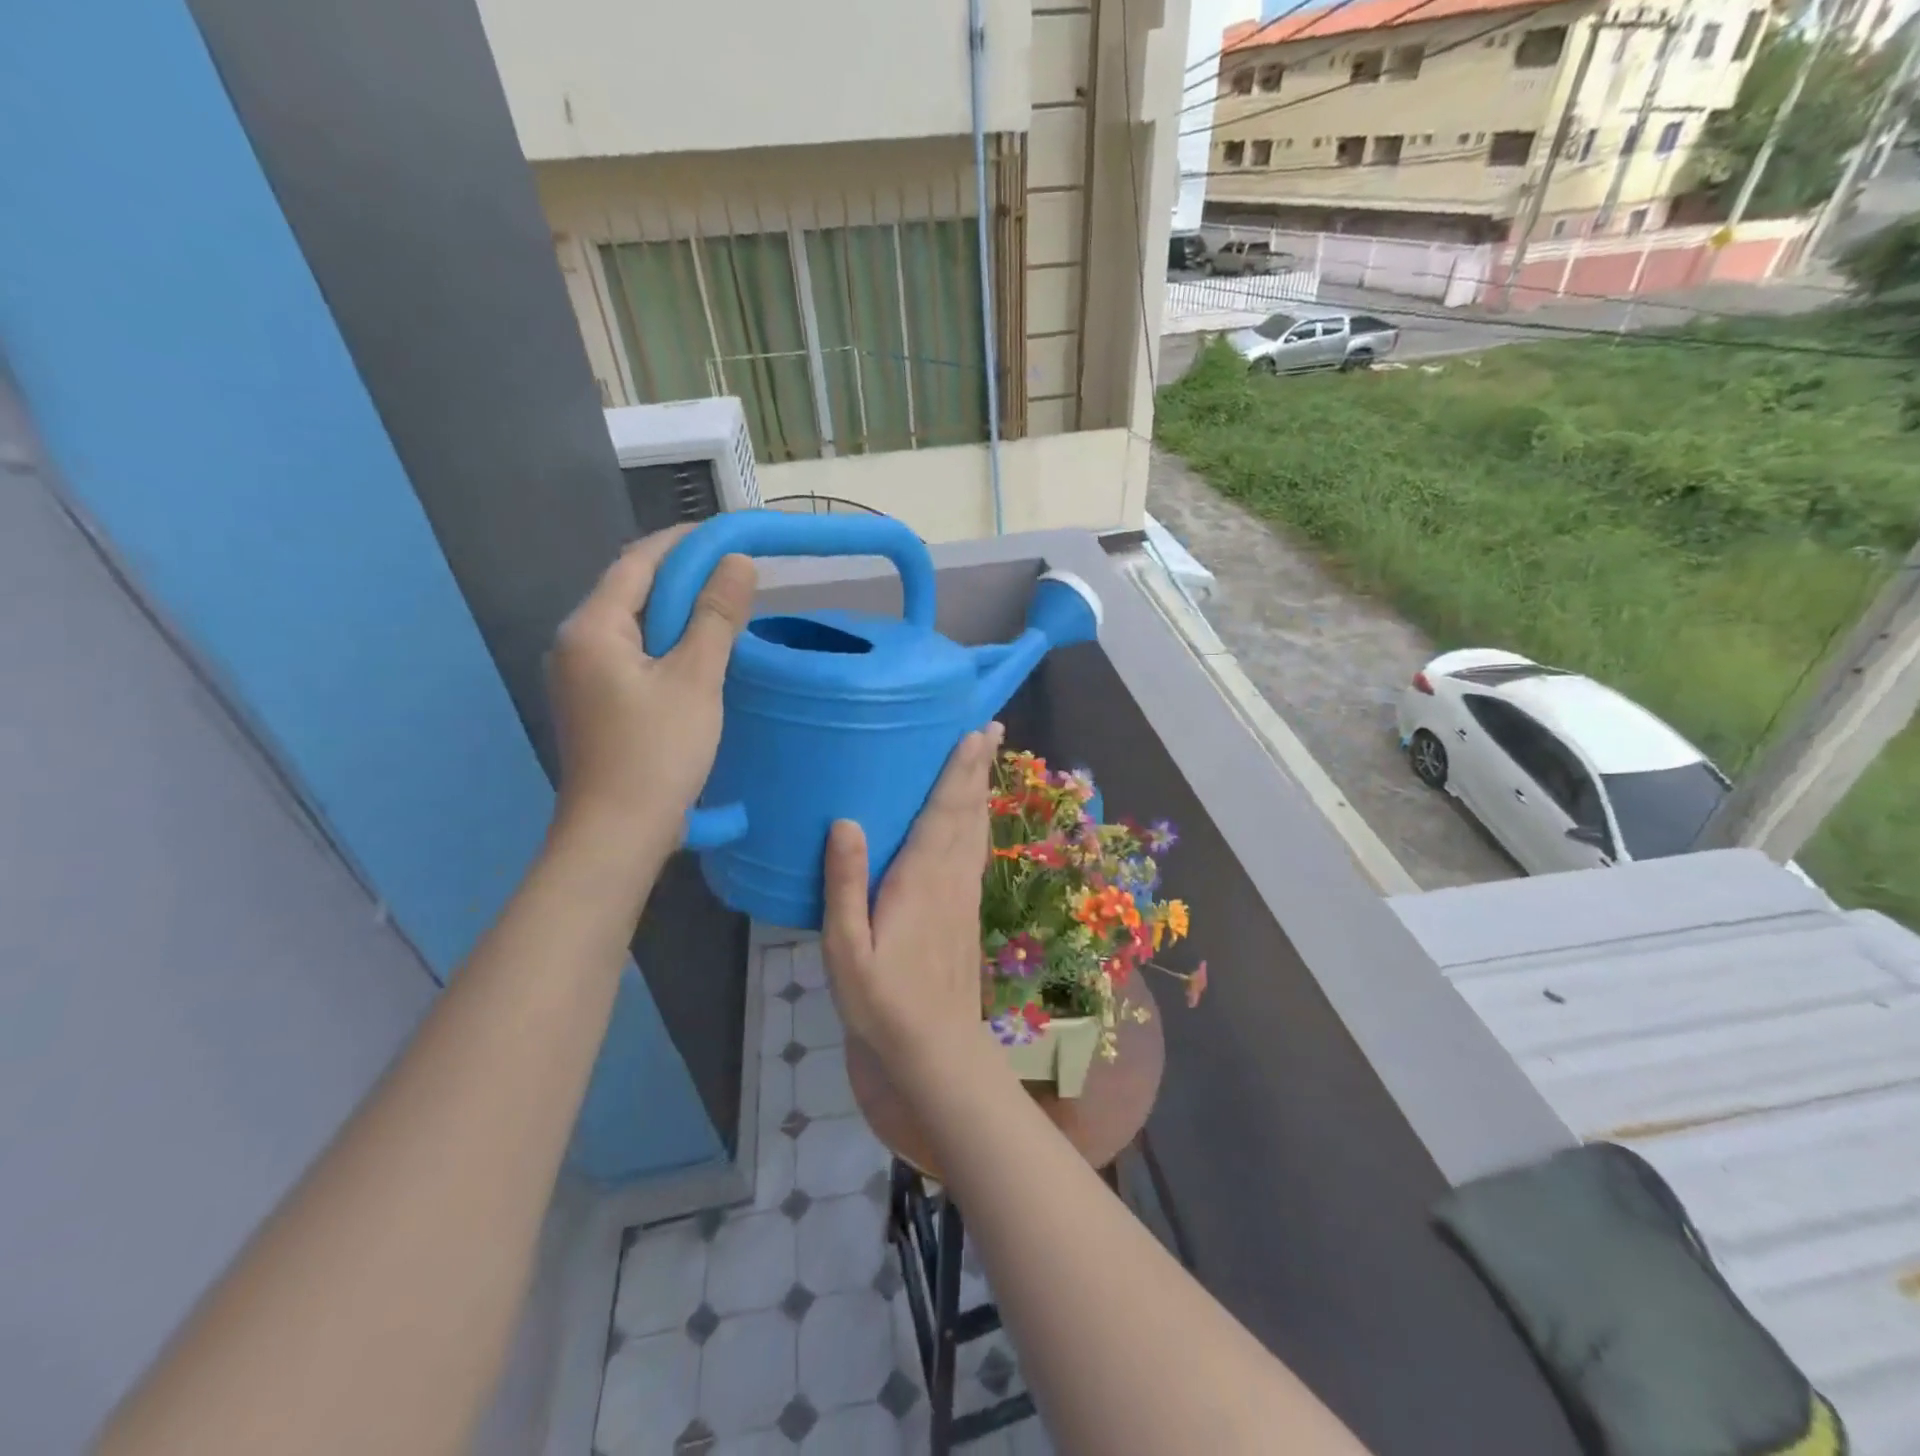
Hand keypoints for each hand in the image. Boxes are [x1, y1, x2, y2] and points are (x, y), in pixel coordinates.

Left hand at [547, 525, 755, 854]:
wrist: (617, 833)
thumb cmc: (657, 753)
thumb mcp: (696, 679)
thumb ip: (716, 617)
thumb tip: (737, 563)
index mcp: (592, 628)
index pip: (639, 562)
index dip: (684, 543)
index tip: (728, 535)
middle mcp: (575, 642)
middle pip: (632, 590)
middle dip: (683, 575)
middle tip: (735, 573)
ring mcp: (580, 675)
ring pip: (634, 624)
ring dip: (678, 610)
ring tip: (724, 609)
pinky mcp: (594, 702)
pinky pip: (632, 653)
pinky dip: (667, 642)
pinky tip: (698, 653)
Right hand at [821, 723, 1005, 1093]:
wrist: (935, 1051)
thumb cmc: (882, 1002)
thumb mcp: (846, 950)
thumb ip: (845, 886)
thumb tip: (846, 822)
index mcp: (920, 880)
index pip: (944, 813)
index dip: (958, 771)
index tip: (973, 733)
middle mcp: (950, 879)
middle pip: (968, 812)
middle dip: (978, 769)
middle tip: (992, 728)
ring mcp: (964, 896)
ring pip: (977, 830)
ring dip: (982, 790)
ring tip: (988, 759)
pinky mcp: (967, 912)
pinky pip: (976, 853)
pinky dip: (978, 823)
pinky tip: (976, 819)